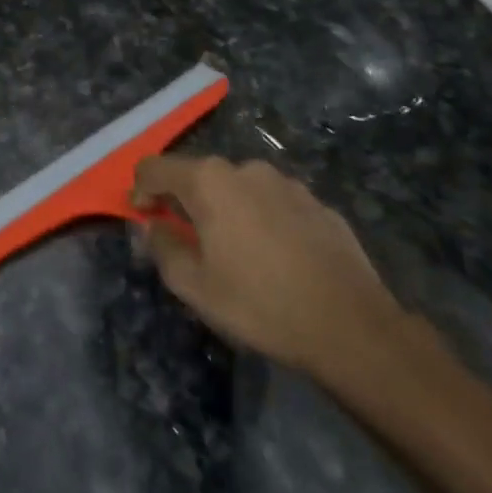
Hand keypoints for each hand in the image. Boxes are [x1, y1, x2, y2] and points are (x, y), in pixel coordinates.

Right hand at [132, 155, 407, 384]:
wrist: (350, 325)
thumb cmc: (259, 304)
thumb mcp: (194, 286)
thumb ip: (163, 247)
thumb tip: (153, 226)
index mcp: (209, 182)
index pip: (156, 167)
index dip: (141, 189)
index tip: (143, 217)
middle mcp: (246, 170)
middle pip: (199, 175)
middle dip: (184, 201)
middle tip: (185, 239)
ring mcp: (287, 184)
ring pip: (239, 188)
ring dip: (224, 209)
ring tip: (233, 252)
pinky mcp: (317, 203)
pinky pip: (273, 203)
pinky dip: (260, 219)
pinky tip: (273, 257)